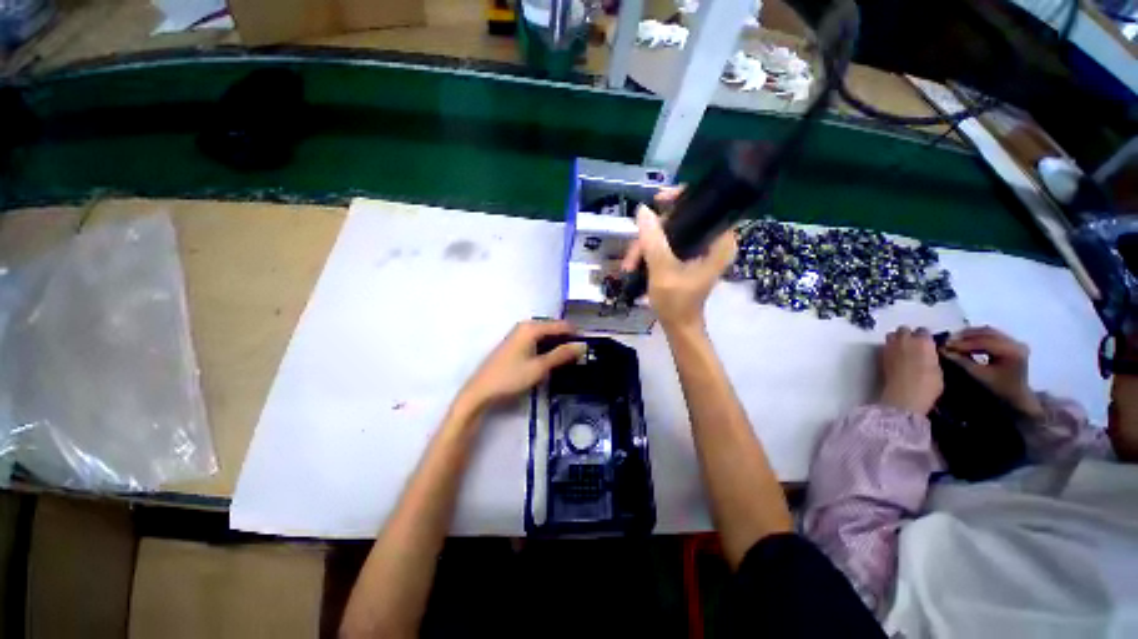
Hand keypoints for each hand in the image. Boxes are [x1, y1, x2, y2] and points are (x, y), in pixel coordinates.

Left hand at [456, 320, 585, 412]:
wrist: (481, 391)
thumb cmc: (511, 378)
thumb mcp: (540, 367)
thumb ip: (562, 355)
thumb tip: (582, 345)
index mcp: (531, 328)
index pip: (561, 325)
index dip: (576, 335)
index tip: (589, 347)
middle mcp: (525, 326)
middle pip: (553, 328)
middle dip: (567, 340)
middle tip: (579, 356)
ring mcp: (518, 335)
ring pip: (545, 336)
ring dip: (557, 346)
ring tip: (569, 360)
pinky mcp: (515, 344)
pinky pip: (537, 341)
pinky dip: (547, 349)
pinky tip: (551, 361)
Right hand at [620, 188, 736, 330]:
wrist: (677, 326)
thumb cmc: (676, 302)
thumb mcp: (662, 270)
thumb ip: (653, 240)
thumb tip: (642, 210)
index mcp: (720, 241)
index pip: (706, 204)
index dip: (681, 198)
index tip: (658, 200)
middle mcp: (712, 241)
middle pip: (681, 219)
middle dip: (652, 233)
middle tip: (633, 252)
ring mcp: (698, 249)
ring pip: (669, 232)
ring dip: (645, 246)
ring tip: (629, 265)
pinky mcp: (687, 257)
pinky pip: (666, 243)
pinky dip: (649, 251)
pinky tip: (635, 264)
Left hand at [879, 327, 943, 415]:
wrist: (905, 393)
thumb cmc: (928, 384)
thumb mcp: (937, 368)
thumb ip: (931, 356)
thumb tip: (927, 355)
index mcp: (923, 341)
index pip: (923, 331)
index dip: (924, 337)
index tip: (925, 343)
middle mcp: (906, 340)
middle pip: (904, 330)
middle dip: (907, 334)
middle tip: (911, 344)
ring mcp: (891, 346)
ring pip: (891, 335)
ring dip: (896, 339)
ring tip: (901, 349)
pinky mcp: (880, 355)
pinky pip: (885, 346)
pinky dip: (889, 348)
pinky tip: (894, 357)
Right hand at [944, 326, 1043, 418]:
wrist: (1017, 395)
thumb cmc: (999, 388)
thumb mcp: (980, 375)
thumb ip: (962, 361)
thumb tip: (943, 350)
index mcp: (1012, 352)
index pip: (984, 342)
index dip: (963, 343)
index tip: (945, 345)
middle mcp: (1016, 343)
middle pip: (987, 332)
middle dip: (965, 336)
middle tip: (948, 340)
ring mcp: (1015, 341)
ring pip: (988, 331)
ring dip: (970, 334)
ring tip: (954, 340)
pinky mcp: (1011, 341)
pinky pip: (991, 334)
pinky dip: (977, 336)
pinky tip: (966, 341)